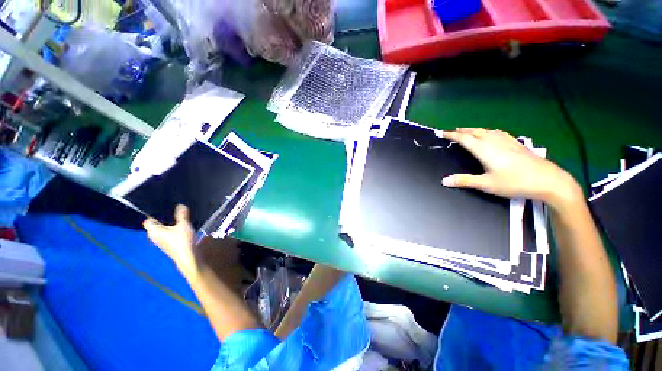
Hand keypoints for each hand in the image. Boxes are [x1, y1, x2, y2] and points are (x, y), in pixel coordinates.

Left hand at [143, 205, 197, 274]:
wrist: (188, 256)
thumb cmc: (182, 240)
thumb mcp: (183, 224)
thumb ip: (182, 215)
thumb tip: (181, 205)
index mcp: (153, 231)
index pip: (148, 220)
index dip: (154, 214)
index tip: (164, 208)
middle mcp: (154, 237)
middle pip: (156, 225)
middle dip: (163, 219)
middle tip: (174, 211)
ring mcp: (162, 242)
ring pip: (163, 231)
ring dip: (170, 225)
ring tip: (179, 218)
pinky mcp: (169, 245)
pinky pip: (168, 235)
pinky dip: (173, 231)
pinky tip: (182, 228)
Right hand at [441, 128, 581, 207]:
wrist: (548, 180)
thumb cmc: (514, 182)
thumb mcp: (486, 184)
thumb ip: (464, 181)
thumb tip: (444, 181)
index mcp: (485, 150)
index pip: (465, 139)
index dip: (452, 136)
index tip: (442, 133)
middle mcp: (495, 142)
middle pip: (476, 132)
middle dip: (463, 131)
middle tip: (453, 131)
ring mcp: (507, 142)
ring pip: (487, 131)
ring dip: (475, 130)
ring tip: (468, 130)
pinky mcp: (517, 144)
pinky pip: (498, 133)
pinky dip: (489, 131)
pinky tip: (492, 133)